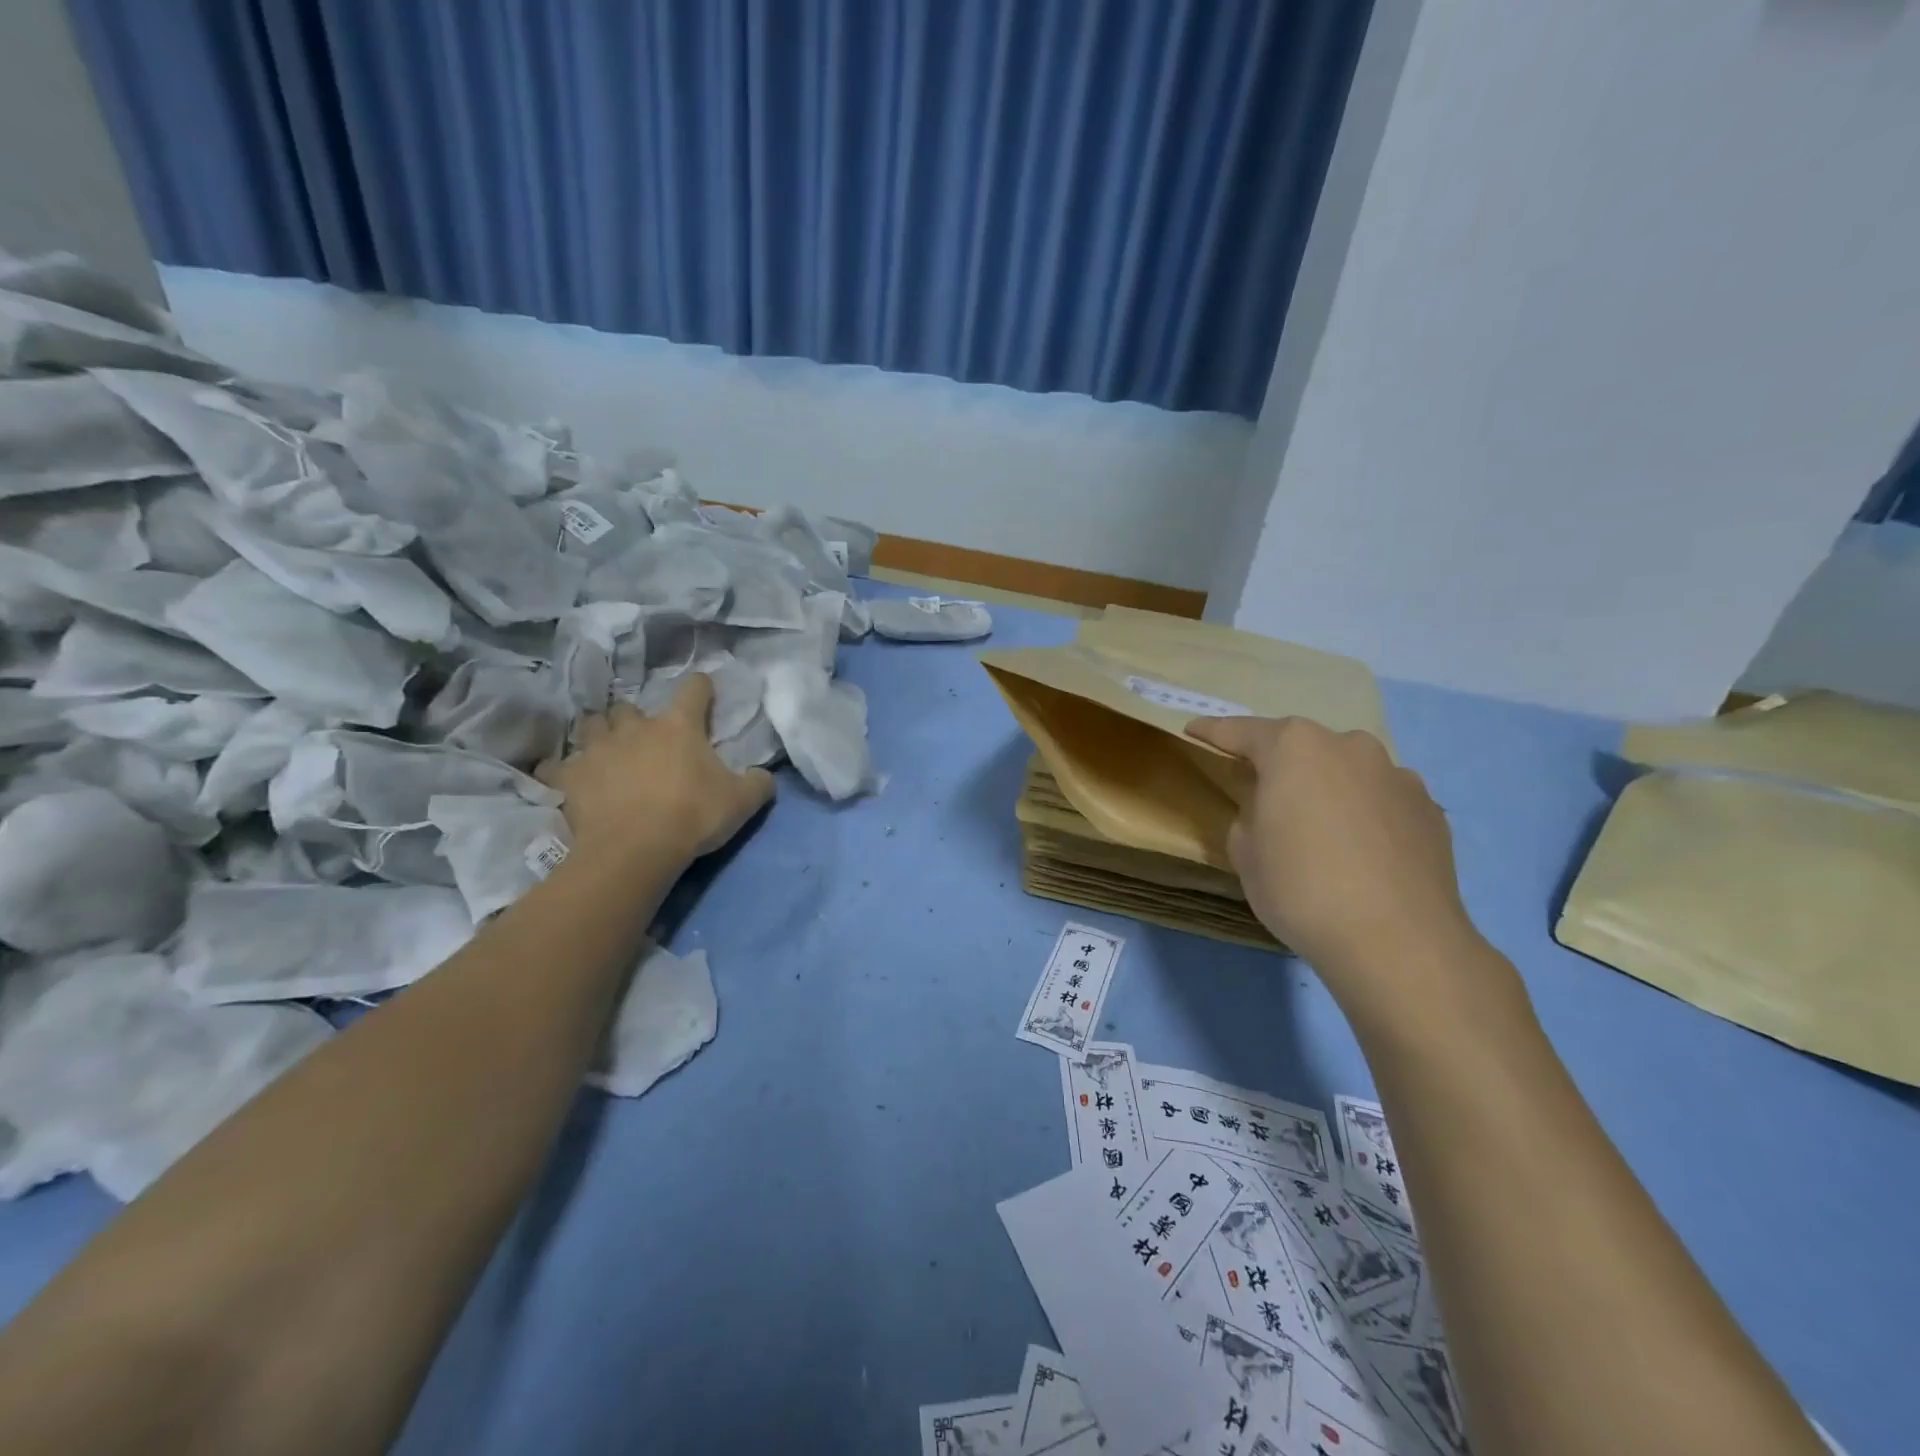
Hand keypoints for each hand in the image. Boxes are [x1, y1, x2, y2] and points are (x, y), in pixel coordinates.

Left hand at [540, 674, 774, 867]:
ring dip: (600, 734)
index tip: (705, 693)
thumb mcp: (742, 802)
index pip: (694, 689)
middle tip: (646, 740)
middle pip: (630, 707)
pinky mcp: (569, 777)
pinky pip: (556, 765)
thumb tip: (764, 775)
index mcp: (679, 726)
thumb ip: (758, 782)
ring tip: (607, 752)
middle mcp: (635, 727)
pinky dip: (562, 769)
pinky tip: (569, 779)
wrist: (635, 851)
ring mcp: (597, 749)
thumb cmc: (692, 817)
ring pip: (592, 726)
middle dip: (637, 719)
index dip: (702, 688)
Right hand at [1185, 716, 1492, 1016]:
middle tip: (1263, 791)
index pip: (1242, 731)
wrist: (1397, 942)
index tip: (1193, 730)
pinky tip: (1360, 850)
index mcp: (1294, 748)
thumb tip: (1270, 810)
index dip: (1213, 732)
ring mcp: (1396, 775)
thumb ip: (1249, 814)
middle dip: (1280, 763)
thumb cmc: (1300, 888)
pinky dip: (1364, 814)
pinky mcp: (1429, 810)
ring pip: (1347, 771)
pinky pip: (1381, 800)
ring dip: (1327, 787)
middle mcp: (1348, 747)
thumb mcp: (1245, 852)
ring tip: (1318, 826)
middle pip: (1302, 747)